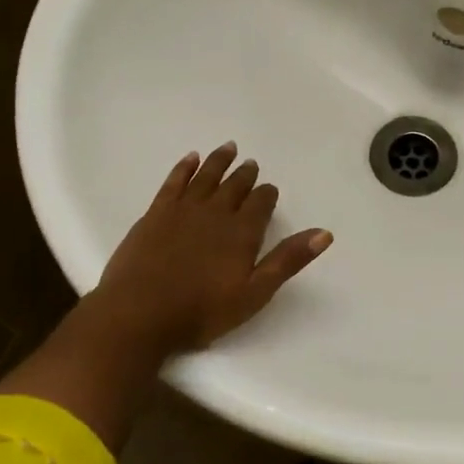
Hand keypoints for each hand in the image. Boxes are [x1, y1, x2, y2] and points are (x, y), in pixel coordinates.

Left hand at [0, 145, 330, 449]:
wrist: (138, 314)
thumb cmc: (201, 311)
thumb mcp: (254, 293)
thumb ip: (288, 261)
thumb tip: (324, 233)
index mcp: (242, 232)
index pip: (261, 203)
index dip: (267, 194)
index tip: (270, 189)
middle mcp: (215, 212)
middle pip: (235, 186)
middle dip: (245, 175)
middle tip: (251, 164)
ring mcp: (182, 210)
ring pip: (206, 177)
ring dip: (219, 162)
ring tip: (228, 149)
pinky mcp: (155, 213)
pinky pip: (174, 182)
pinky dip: (184, 168)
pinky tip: (190, 159)